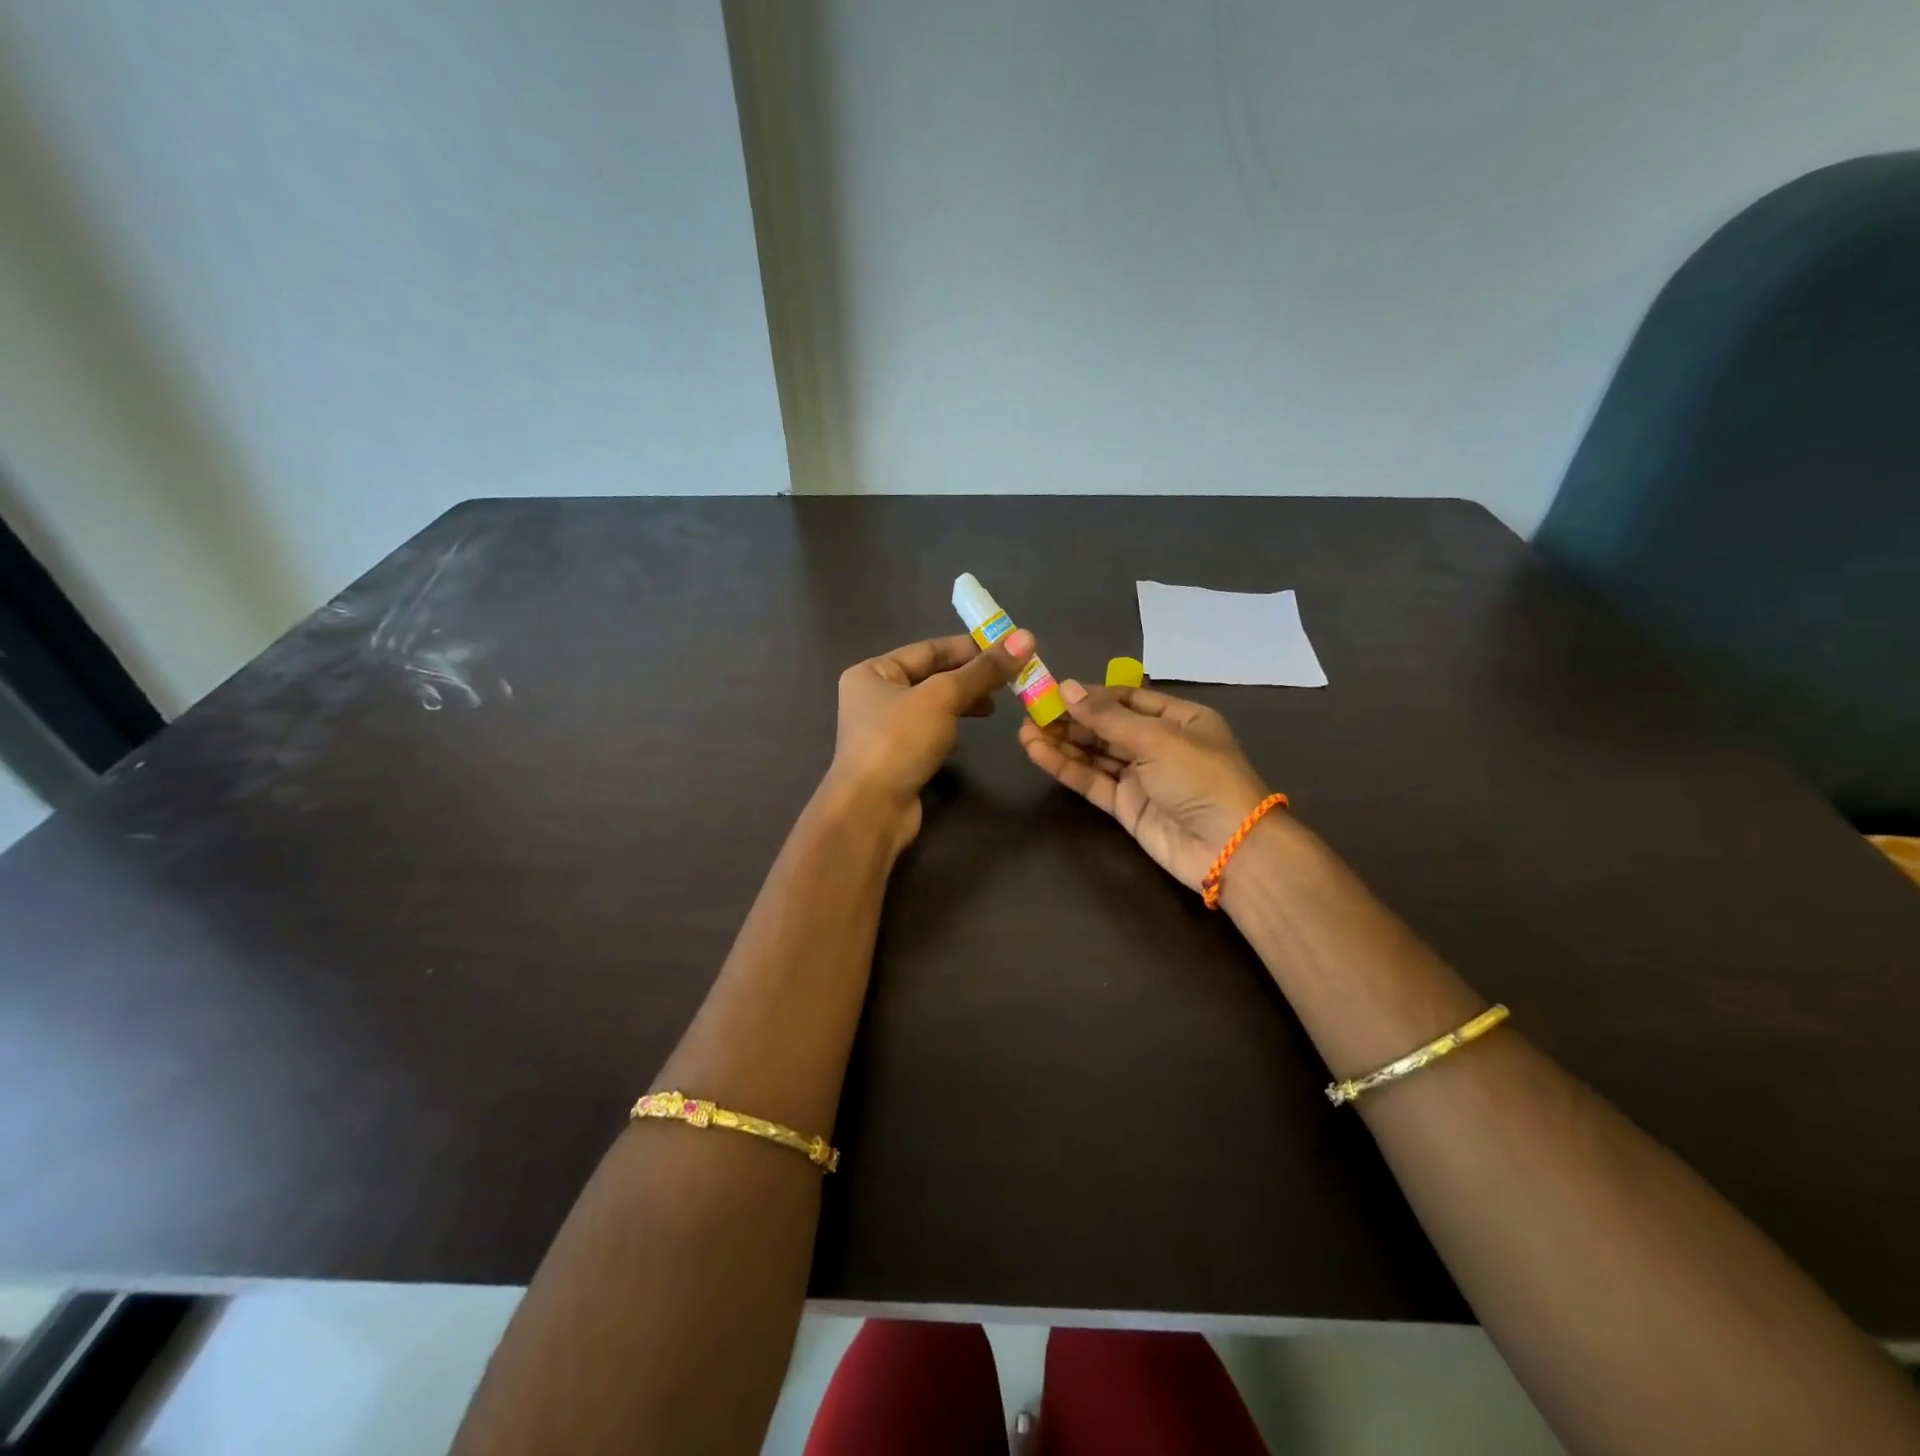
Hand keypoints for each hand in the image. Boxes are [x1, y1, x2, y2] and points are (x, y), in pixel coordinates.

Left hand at [825, 630, 1032, 847]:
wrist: (871, 810)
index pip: (929, 649)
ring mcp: (884, 730)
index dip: (970, 647)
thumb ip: (983, 670)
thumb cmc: (899, 741)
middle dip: (970, 677)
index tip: (1009, 649)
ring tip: (994, 707)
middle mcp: (874, 696)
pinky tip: (967, 735)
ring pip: (933, 706)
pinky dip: (951, 728)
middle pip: (931, 676)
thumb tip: (1026, 637)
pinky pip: (929, 732)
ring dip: (963, 702)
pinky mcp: (897, 758)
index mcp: (873, 672)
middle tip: (1009, 680)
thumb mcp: (943, 697)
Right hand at [1018, 680, 1272, 889]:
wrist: (1228, 848)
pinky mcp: (1126, 806)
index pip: (1128, 699)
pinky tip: (1037, 753)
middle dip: (1070, 719)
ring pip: (1095, 754)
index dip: (1091, 695)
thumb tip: (1066, 688)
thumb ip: (1106, 717)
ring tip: (1024, 731)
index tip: (1053, 690)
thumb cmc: (1200, 778)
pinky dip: (1066, 767)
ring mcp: (1141, 777)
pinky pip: (1092, 780)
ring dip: (1062, 742)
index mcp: (1179, 719)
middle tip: (1030, 711)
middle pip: (1107, 726)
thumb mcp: (1156, 738)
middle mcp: (1159, 744)